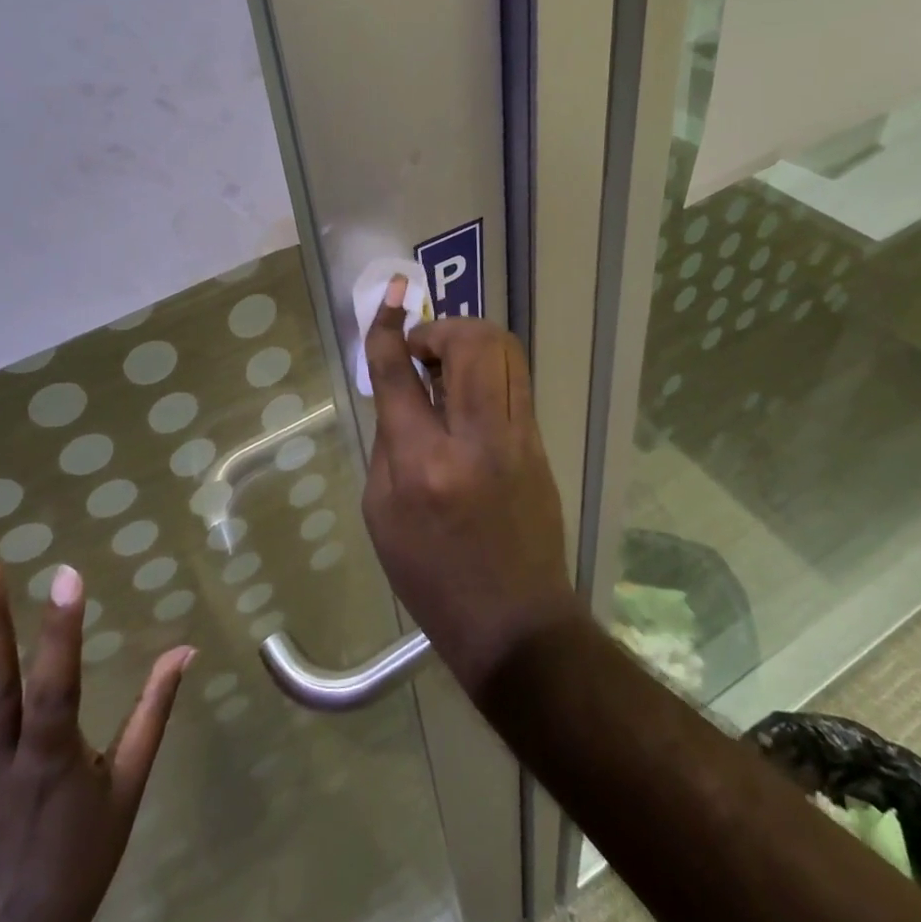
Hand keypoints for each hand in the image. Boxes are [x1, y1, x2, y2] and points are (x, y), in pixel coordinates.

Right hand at [361, 276, 579, 697]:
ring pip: (504, 350)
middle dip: (441, 326)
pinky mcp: (539, 443)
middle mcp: (474, 440)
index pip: (399, 374)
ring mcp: (516, 439)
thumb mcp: (381, 514)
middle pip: (471, 342)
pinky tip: (468, 394)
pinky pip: (514, 381)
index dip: (388, 328)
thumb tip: (400, 395)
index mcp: (421, 464)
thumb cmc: (431, 577)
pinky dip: (487, 368)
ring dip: (470, 340)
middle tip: (422, 349)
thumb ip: (387, 443)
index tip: (390, 298)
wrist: (513, 623)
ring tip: (446, 366)